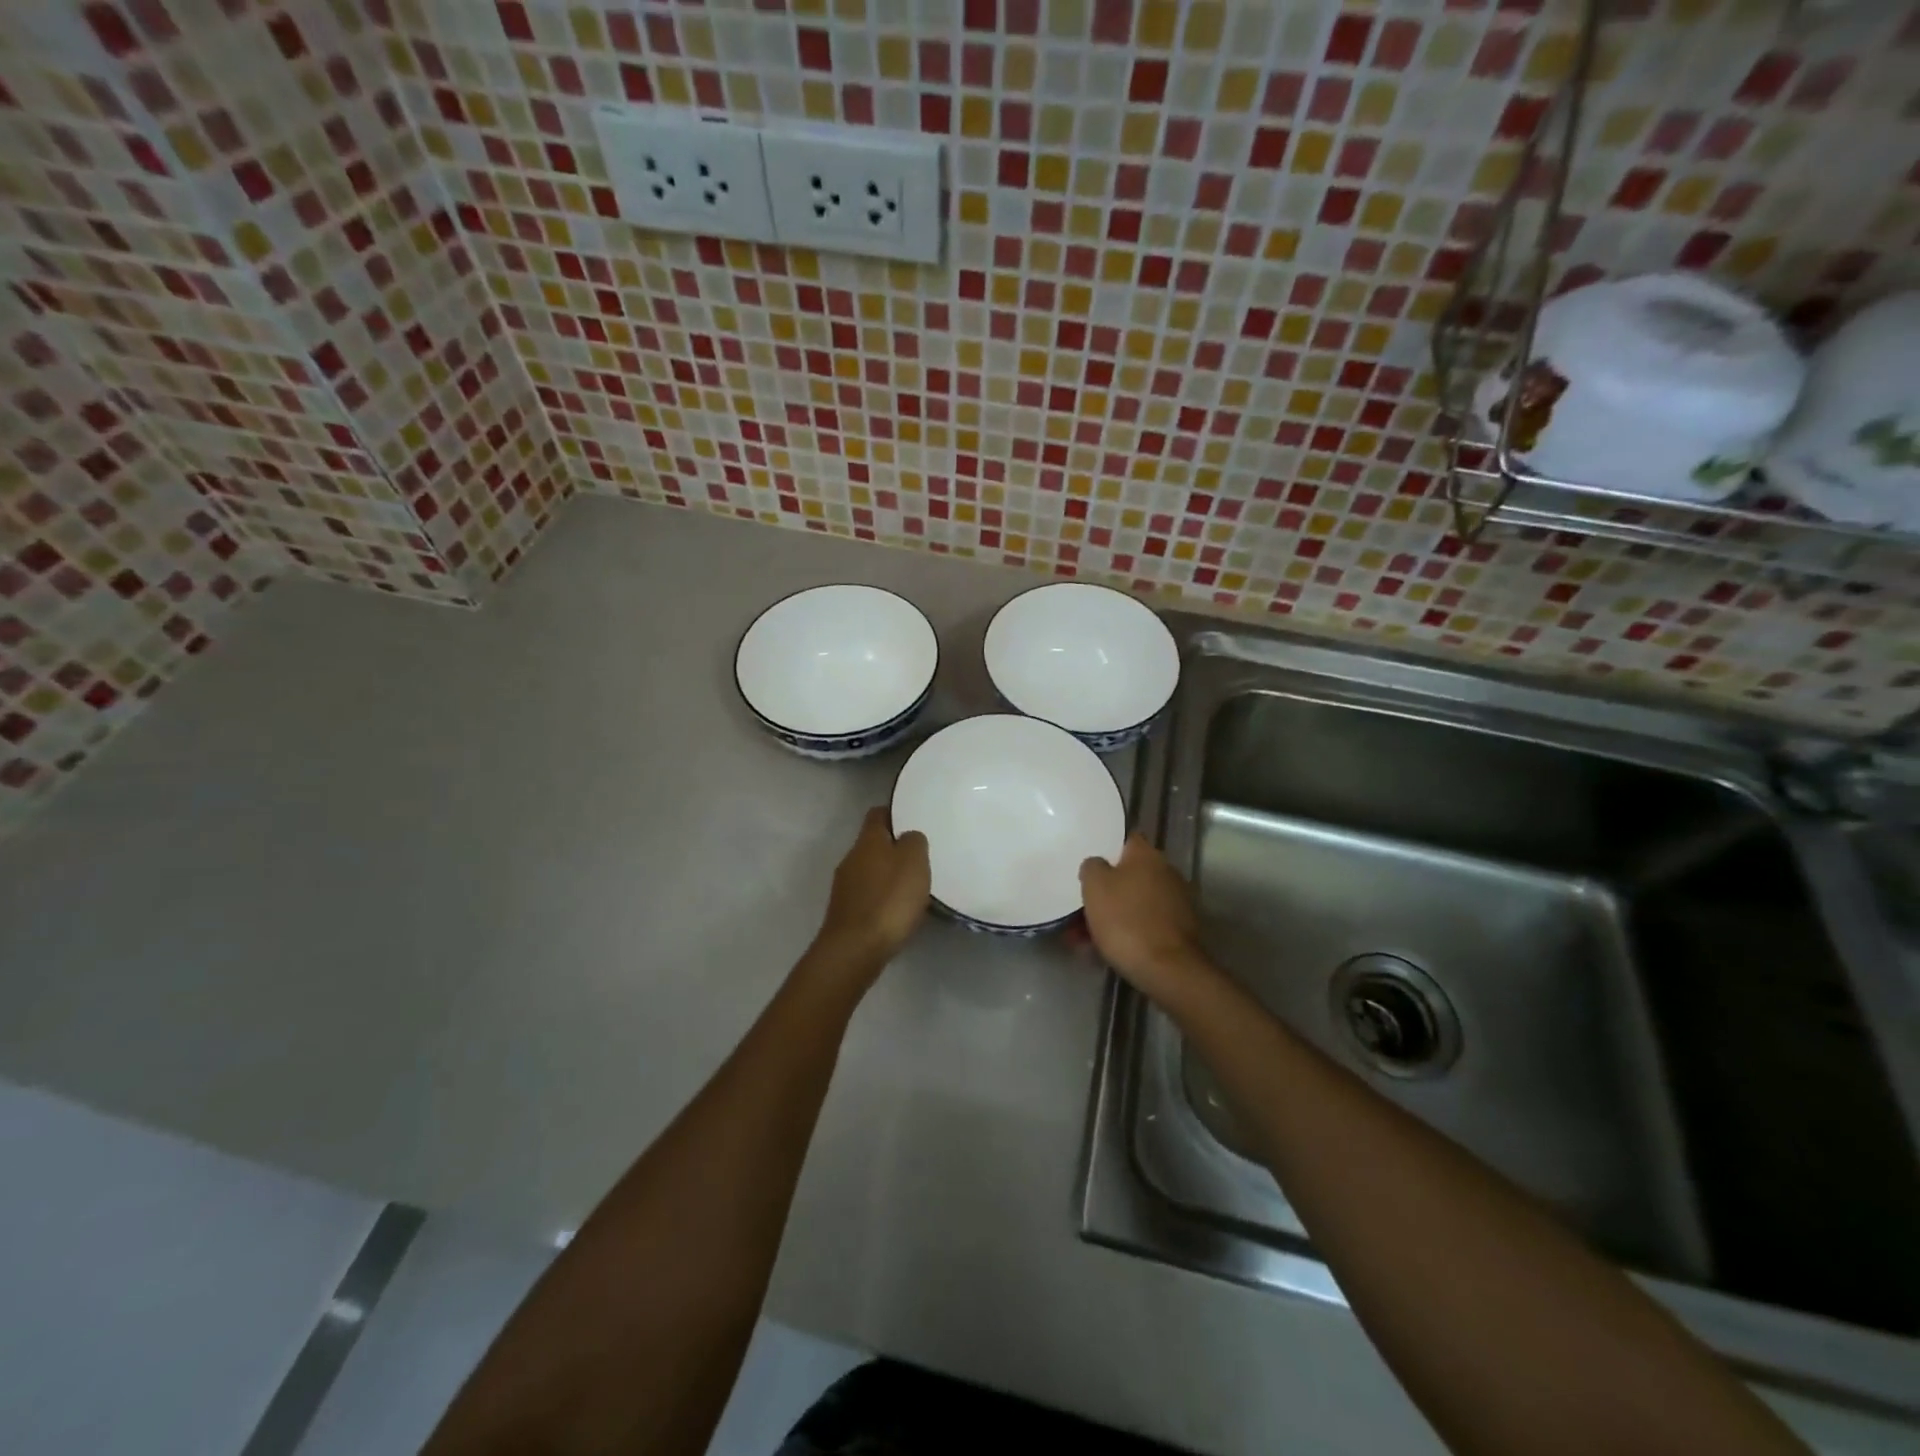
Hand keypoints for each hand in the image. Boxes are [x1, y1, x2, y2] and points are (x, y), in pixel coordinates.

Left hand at [808, 807, 930, 983]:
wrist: (855, 949)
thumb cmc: (889, 899)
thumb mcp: (914, 861)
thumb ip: (914, 842)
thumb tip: (908, 837)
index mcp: (867, 840)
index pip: (878, 814)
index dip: (896, 813)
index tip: (914, 819)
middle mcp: (851, 858)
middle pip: (873, 844)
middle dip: (894, 848)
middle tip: (920, 857)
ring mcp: (845, 887)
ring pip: (870, 870)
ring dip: (888, 875)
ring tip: (912, 886)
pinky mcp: (845, 912)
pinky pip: (867, 895)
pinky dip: (882, 898)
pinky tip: (897, 910)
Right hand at [1080, 834, 1210, 1003]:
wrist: (1168, 969)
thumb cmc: (1126, 920)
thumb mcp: (1095, 886)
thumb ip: (1092, 866)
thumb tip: (1098, 864)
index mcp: (1147, 855)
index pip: (1126, 839)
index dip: (1106, 849)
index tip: (1089, 865)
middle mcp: (1166, 872)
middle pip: (1129, 874)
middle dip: (1106, 889)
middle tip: (1081, 906)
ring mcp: (1177, 901)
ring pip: (1134, 901)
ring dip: (1112, 913)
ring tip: (1084, 936)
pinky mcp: (1180, 929)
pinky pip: (1145, 922)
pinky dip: (1127, 931)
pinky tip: (1106, 949)